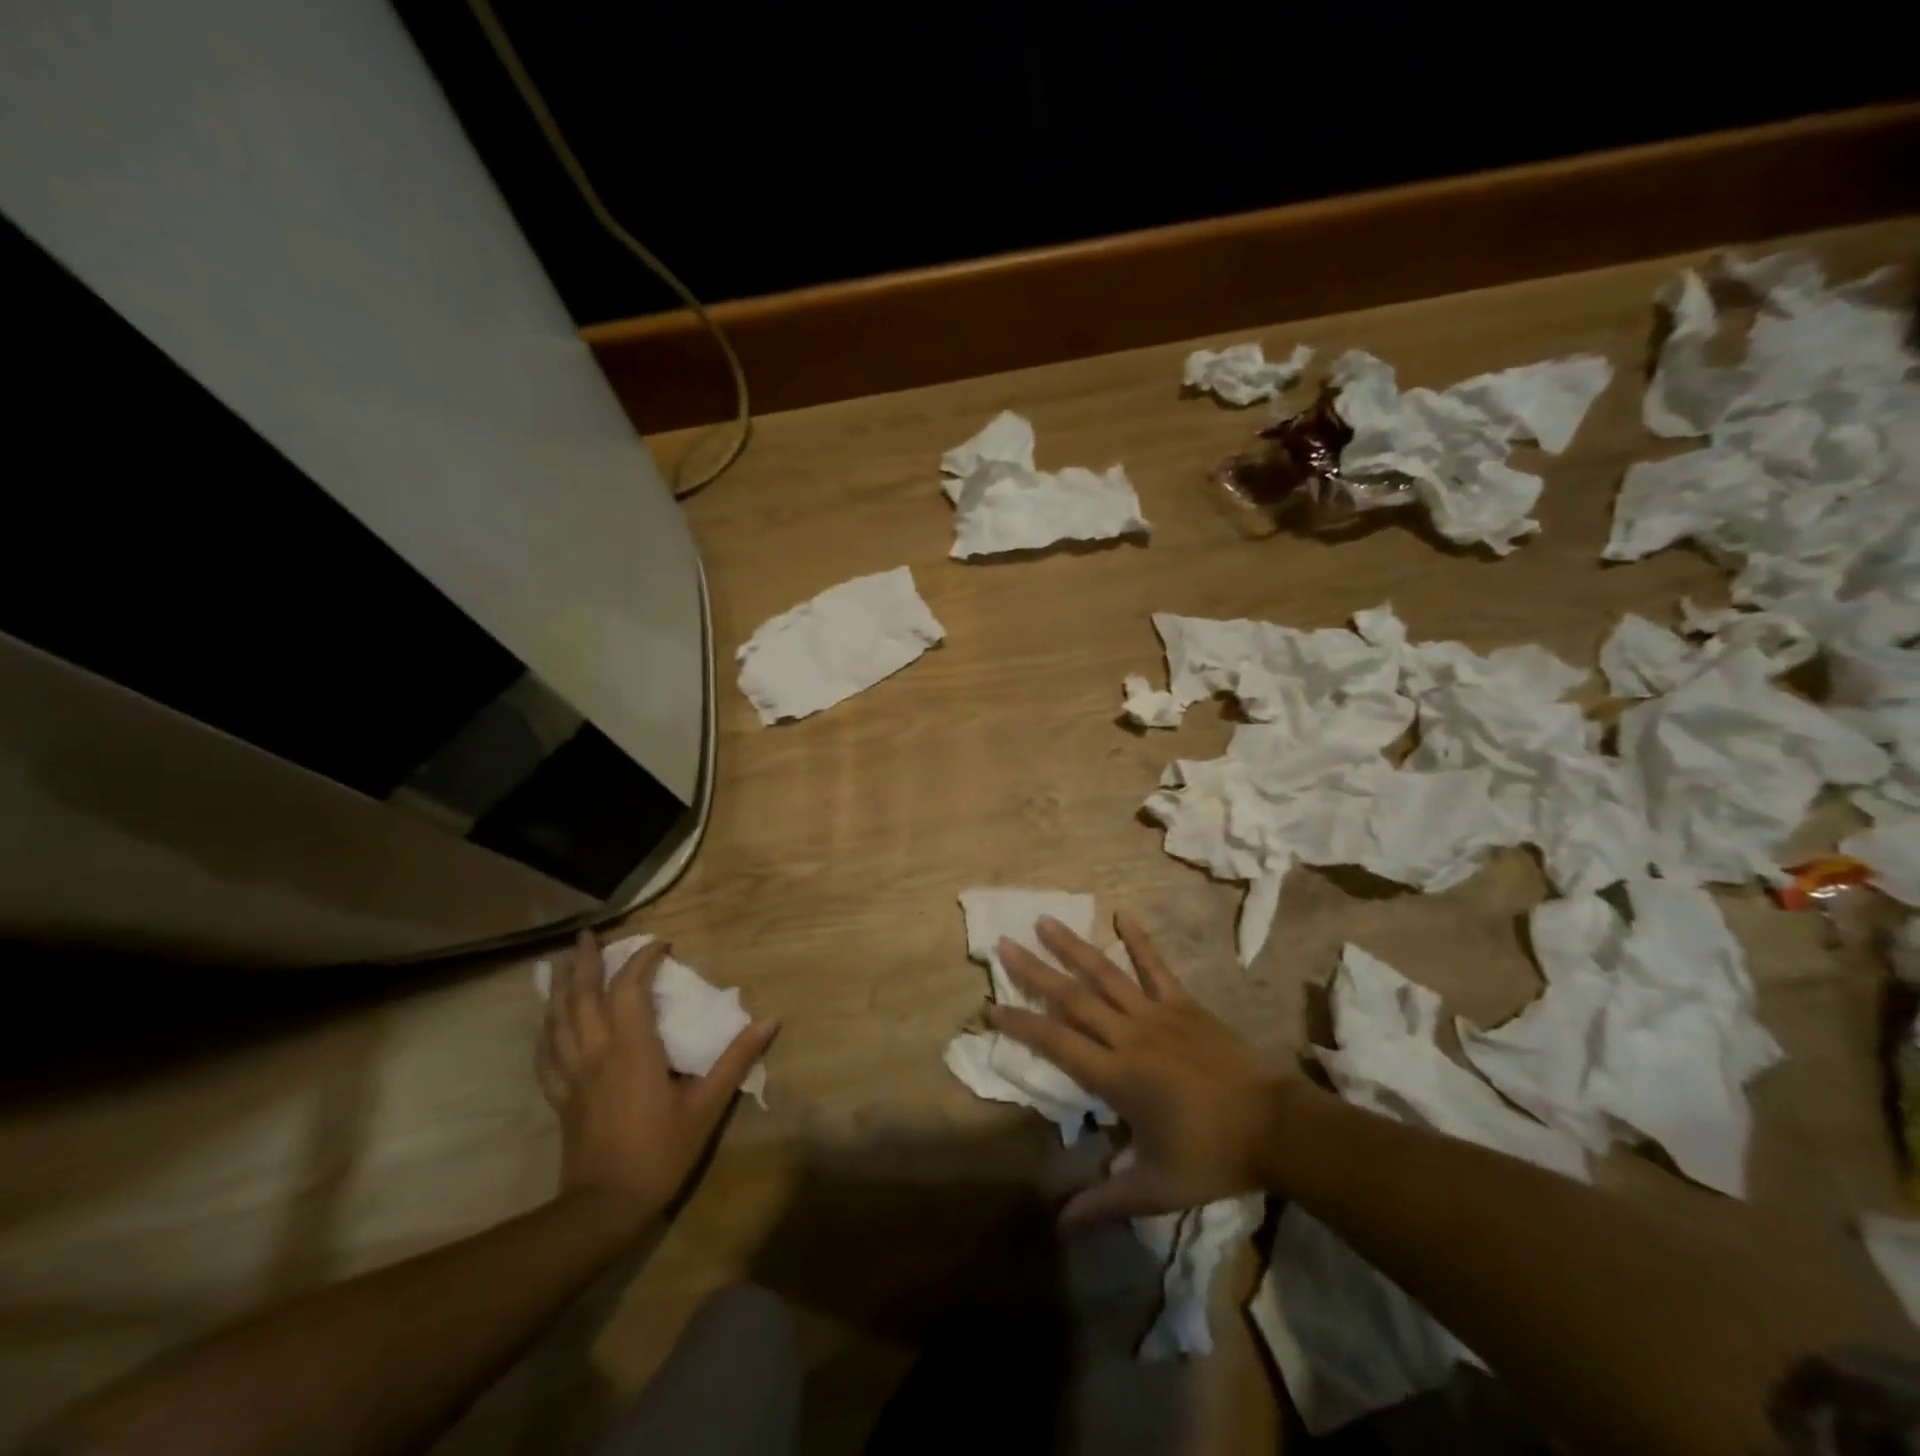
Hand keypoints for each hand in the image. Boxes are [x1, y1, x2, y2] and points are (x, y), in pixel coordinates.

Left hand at [538, 931, 777, 1228]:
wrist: (605, 1208)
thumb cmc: (661, 1152)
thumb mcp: (707, 1106)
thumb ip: (737, 1060)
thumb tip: (770, 1020)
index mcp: (632, 1049)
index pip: (630, 989)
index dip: (643, 960)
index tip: (661, 944)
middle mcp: (597, 1052)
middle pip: (582, 996)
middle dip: (586, 962)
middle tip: (587, 936)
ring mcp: (573, 1075)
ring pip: (557, 1021)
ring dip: (559, 988)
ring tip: (561, 964)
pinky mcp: (561, 1097)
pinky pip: (546, 1056)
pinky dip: (545, 1031)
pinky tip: (545, 1024)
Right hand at [986, 912, 1314, 1223]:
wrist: (1277, 1127)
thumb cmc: (1212, 1157)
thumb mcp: (1155, 1188)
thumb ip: (1105, 1202)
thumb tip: (1059, 1226)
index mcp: (1117, 1077)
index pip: (1056, 1043)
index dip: (1021, 1025)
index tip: (990, 1006)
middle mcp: (1129, 1036)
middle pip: (1072, 998)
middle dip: (1034, 971)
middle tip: (1004, 944)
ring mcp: (1158, 1014)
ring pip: (1106, 974)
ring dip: (1073, 947)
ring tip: (1045, 920)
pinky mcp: (1185, 1004)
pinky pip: (1156, 967)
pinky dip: (1139, 941)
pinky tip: (1122, 914)